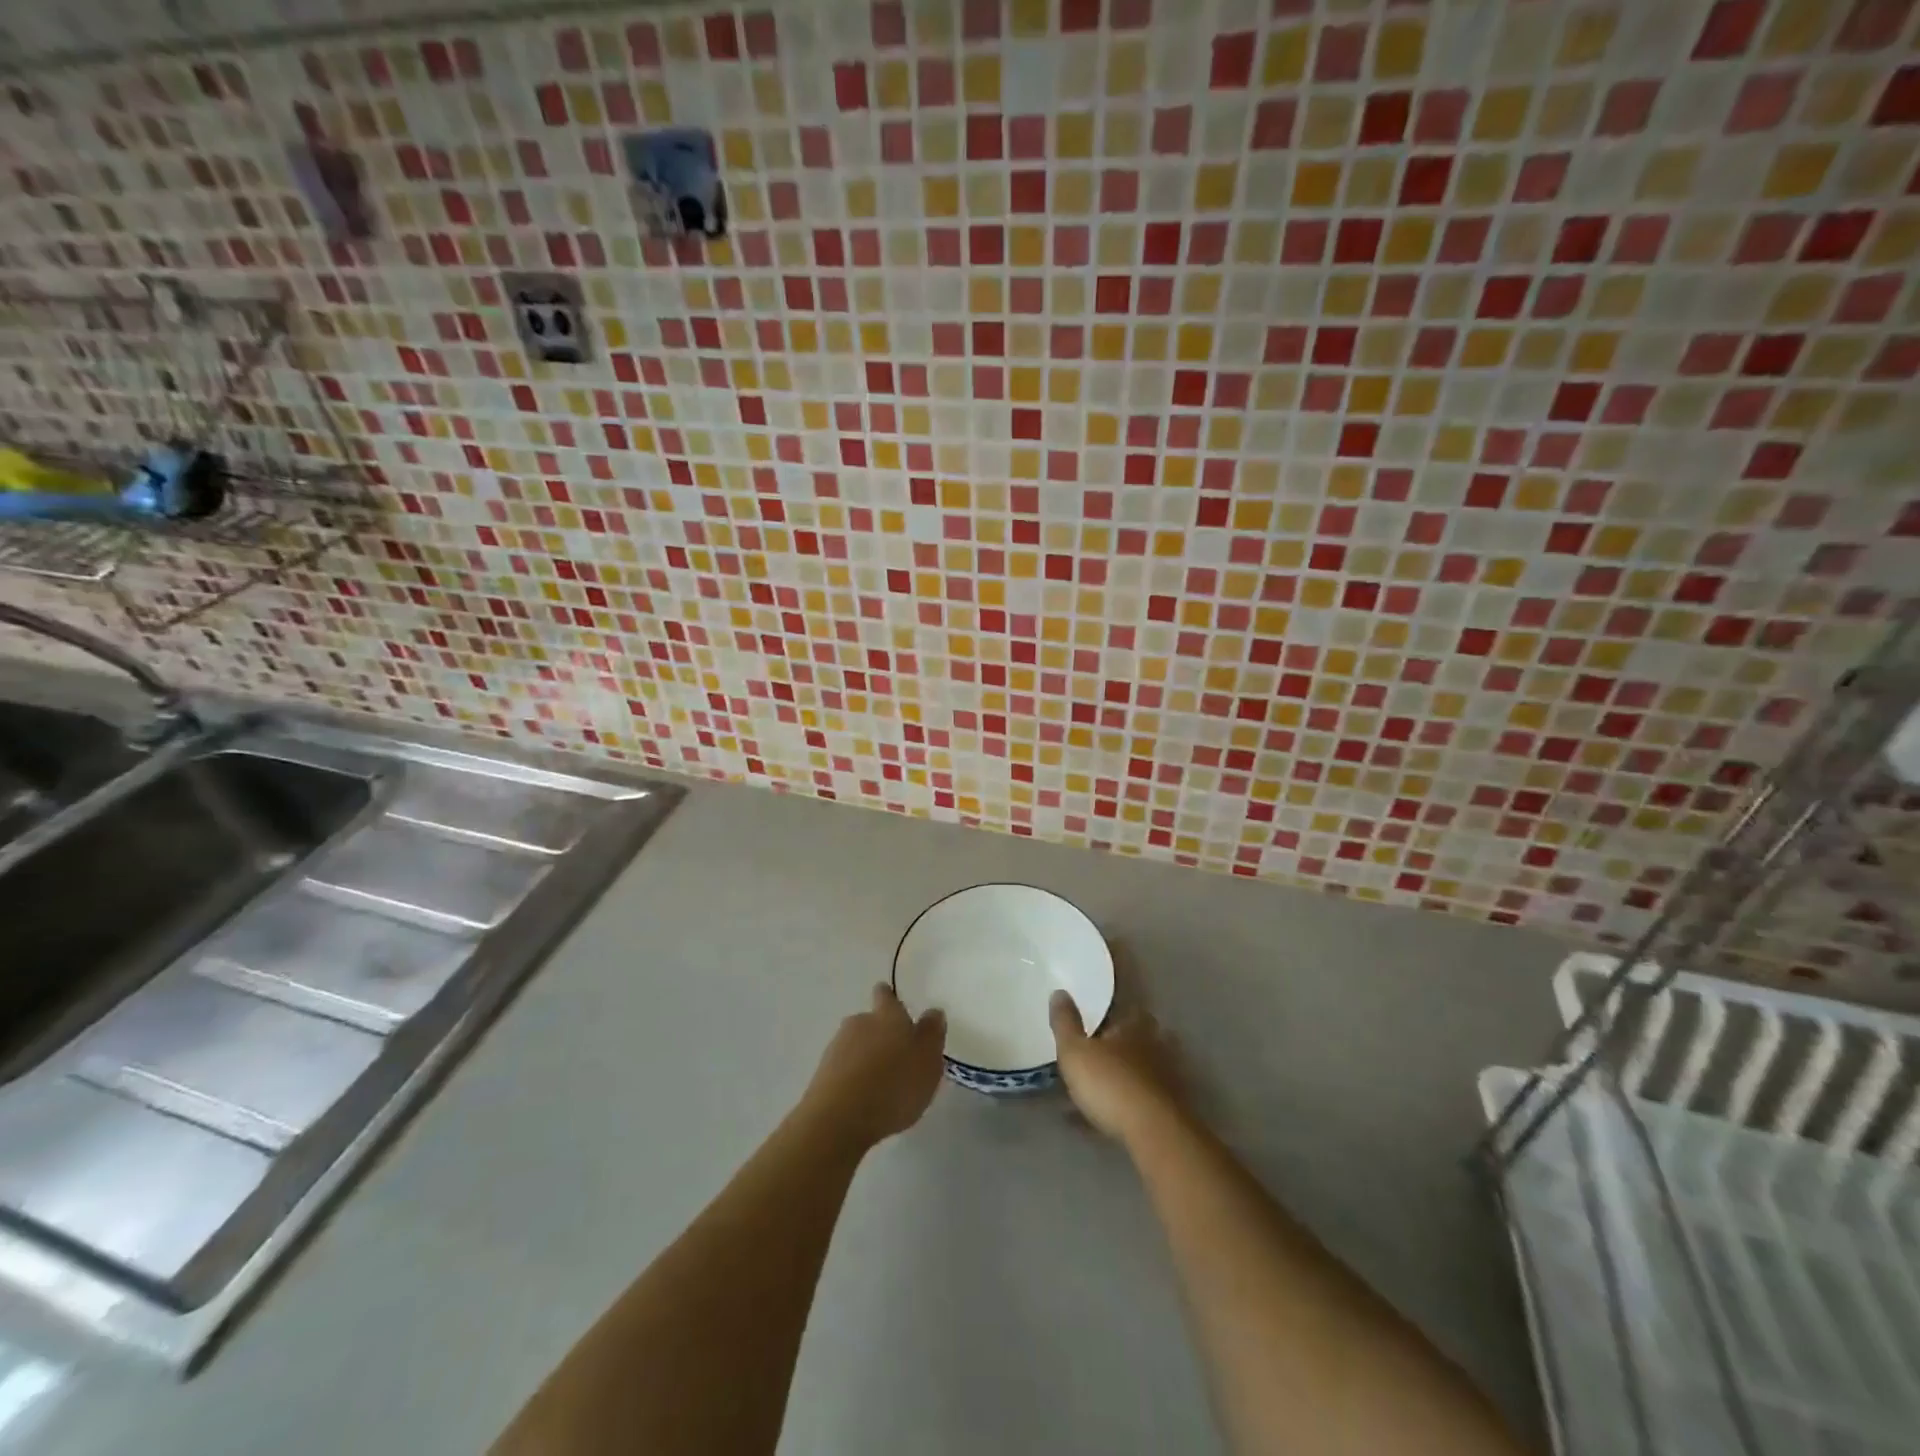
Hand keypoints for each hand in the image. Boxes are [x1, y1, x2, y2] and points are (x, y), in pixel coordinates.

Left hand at [802, 984, 946, 1150]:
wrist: (839, 1118)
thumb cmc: (894, 1085)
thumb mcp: (928, 1060)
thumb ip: (932, 1034)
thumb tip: (933, 1012)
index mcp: (888, 1016)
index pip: (886, 996)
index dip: (889, 998)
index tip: (892, 1003)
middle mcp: (860, 1023)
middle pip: (869, 1021)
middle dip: (880, 1034)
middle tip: (896, 1056)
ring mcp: (837, 1047)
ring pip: (855, 1045)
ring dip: (866, 1058)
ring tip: (881, 1084)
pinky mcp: (822, 1074)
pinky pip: (843, 1070)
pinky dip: (853, 1079)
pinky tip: (863, 1099)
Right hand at [1050, 990, 1182, 1143]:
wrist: (1153, 1133)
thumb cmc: (1110, 1083)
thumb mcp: (1075, 1051)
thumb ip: (1066, 1022)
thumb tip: (1060, 992)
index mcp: (1135, 1026)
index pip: (1129, 1010)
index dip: (1113, 1016)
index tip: (1097, 1023)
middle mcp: (1156, 1047)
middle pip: (1138, 1041)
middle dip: (1119, 1047)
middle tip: (1095, 1057)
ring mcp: (1167, 1079)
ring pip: (1141, 1072)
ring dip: (1124, 1078)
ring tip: (1097, 1092)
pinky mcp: (1171, 1111)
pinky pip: (1143, 1102)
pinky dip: (1127, 1106)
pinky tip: (1107, 1119)